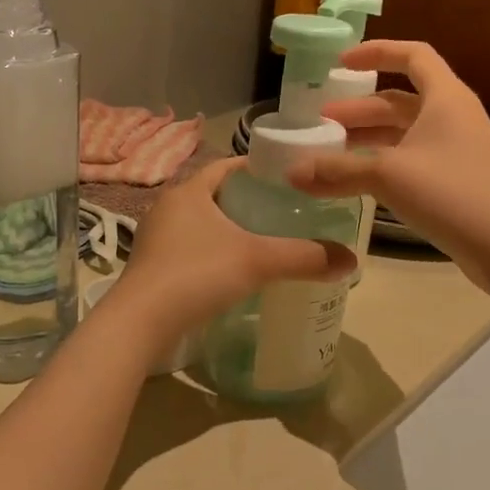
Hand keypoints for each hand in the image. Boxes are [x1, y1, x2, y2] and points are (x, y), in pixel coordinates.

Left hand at [103, 157, 354, 346]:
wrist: (140, 323)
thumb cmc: (197, 275)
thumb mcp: (258, 261)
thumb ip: (304, 257)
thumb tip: (350, 260)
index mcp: (188, 192)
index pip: (227, 166)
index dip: (257, 168)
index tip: (287, 179)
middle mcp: (167, 208)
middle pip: (214, 195)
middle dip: (247, 202)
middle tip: (283, 214)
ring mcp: (155, 239)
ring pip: (200, 225)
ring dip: (228, 231)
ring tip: (262, 243)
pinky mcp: (151, 268)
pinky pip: (189, 250)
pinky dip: (212, 254)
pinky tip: (231, 273)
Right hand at [288, 41, 489, 293]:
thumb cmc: (450, 193)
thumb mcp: (387, 176)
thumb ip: (338, 170)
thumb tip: (292, 172)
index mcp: (445, 98)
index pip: (412, 55)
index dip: (376, 52)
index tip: (340, 63)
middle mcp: (452, 116)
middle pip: (400, 99)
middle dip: (359, 108)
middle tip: (321, 121)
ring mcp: (454, 149)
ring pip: (404, 131)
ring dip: (368, 136)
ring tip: (330, 149)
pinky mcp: (453, 179)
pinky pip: (410, 157)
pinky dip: (381, 161)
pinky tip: (356, 178)